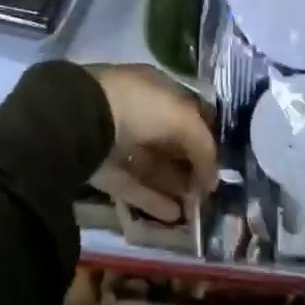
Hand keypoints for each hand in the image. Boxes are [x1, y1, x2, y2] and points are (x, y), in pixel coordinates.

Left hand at [88, 65, 217, 224]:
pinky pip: (135, 186)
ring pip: (155, 166)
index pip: (189, 111)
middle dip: (192, 164)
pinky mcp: (105, 170)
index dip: (207, 134)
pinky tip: (174, 216)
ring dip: (176, 185)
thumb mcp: (182, 118)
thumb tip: (214, 179)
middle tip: (210, 190)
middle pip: (172, 141)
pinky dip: (154, 200)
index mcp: (158, 88)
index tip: (222, 160)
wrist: (82, 121)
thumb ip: (203, 146)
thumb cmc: (139, 107)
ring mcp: (121, 141)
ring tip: (196, 208)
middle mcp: (140, 112)